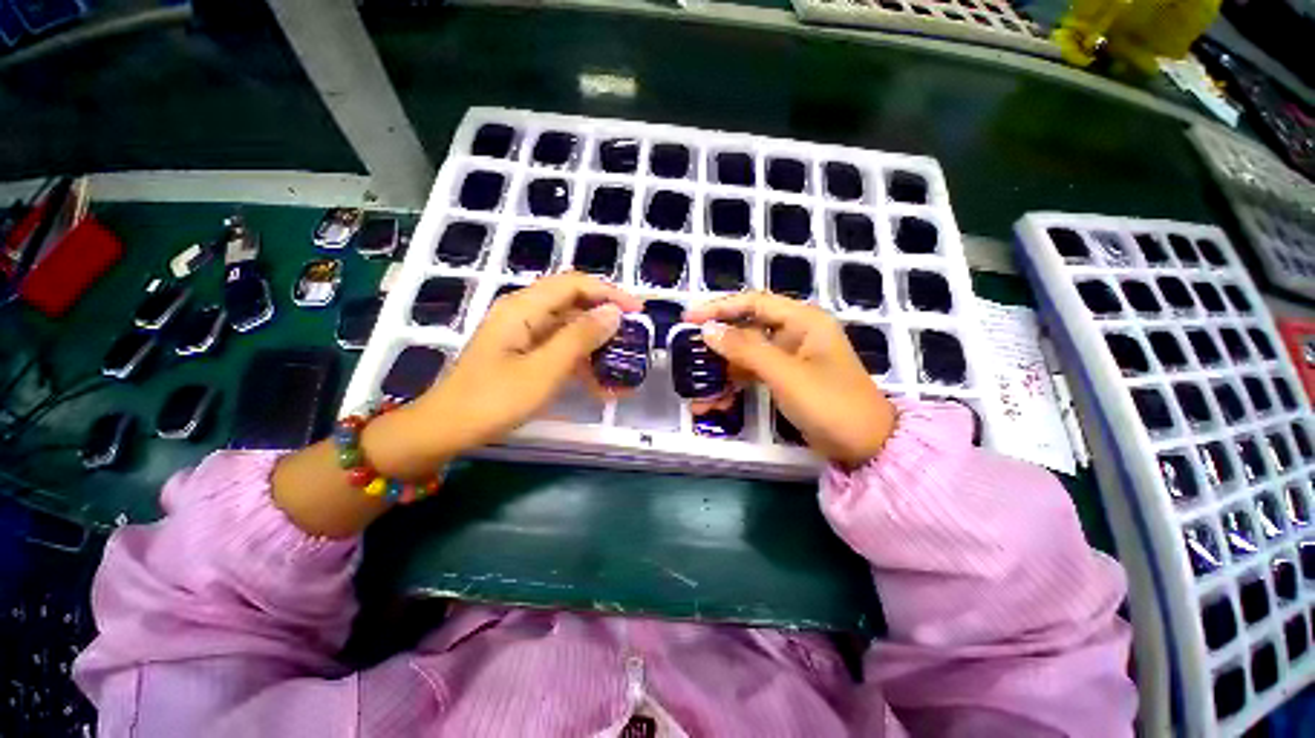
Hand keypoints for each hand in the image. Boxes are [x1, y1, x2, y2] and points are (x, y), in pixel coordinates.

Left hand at [408, 272, 641, 456]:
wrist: (446, 429)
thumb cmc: (494, 399)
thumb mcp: (544, 369)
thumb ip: (580, 338)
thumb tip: (614, 313)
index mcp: (524, 308)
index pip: (575, 285)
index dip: (609, 293)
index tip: (638, 312)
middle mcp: (524, 313)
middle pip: (574, 305)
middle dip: (607, 321)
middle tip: (634, 340)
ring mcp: (523, 334)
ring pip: (570, 329)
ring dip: (597, 348)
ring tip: (622, 369)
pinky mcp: (524, 353)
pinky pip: (559, 349)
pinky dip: (581, 363)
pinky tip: (600, 386)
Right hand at [684, 292, 895, 466]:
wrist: (865, 447)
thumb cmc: (830, 403)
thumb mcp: (786, 374)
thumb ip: (746, 350)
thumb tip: (708, 330)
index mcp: (803, 320)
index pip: (753, 303)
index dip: (719, 307)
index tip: (689, 318)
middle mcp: (795, 333)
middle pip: (747, 329)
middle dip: (718, 344)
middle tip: (688, 353)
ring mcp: (790, 357)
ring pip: (747, 354)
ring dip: (723, 370)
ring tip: (699, 389)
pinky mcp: (786, 378)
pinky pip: (754, 373)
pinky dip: (735, 384)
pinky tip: (717, 400)